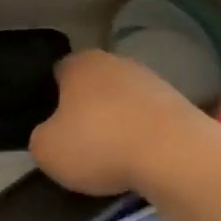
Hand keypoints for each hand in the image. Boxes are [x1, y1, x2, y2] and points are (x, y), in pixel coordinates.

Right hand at [29, 49, 206, 195]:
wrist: (173, 154)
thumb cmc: (99, 144)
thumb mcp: (47, 150)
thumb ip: (41, 137)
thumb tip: (51, 134)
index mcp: (80, 63)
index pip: (58, 73)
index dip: (52, 97)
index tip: (53, 125)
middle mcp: (115, 61)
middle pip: (94, 84)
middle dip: (88, 108)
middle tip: (81, 141)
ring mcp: (151, 79)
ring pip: (124, 100)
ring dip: (118, 121)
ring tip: (114, 156)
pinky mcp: (179, 102)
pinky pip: (149, 118)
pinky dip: (144, 134)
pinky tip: (142, 158)